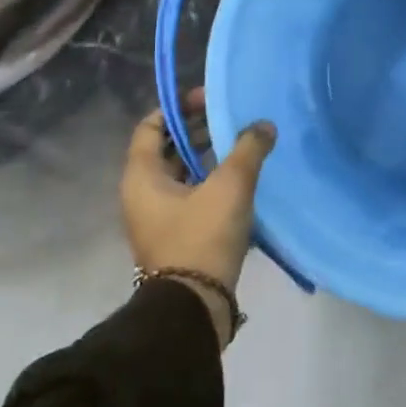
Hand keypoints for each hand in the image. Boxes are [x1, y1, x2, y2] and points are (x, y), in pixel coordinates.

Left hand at [122, 89, 276, 347]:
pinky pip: (190, 196)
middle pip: (167, 149)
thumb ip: (248, 149)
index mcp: (142, 177)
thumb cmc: (202, 237)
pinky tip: (241, 180)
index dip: (177, 107)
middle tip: (232, 119)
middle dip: (197, 130)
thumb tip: (264, 125)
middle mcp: (142, 194)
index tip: (208, 99)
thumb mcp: (230, 187)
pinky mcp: (175, 236)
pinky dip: (210, 182)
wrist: (193, 307)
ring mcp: (157, 218)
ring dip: (207, 156)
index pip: (151, 127)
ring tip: (241, 145)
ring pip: (181, 174)